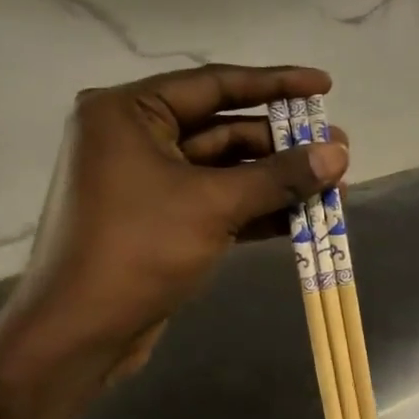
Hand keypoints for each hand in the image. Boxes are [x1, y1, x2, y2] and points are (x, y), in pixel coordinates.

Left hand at [0, 65, 346, 383]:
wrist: (78, 335)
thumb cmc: (137, 251)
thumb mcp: (214, 206)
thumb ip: (279, 176)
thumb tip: (340, 152)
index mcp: (128, 112)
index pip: (215, 85)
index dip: (276, 83)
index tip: (325, 85)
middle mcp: (132, 137)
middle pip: (222, 128)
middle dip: (281, 144)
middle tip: (337, 148)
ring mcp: (145, 181)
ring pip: (223, 169)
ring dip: (274, 179)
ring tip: (331, 183)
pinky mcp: (158, 219)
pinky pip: (214, 201)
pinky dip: (254, 208)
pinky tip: (301, 217)